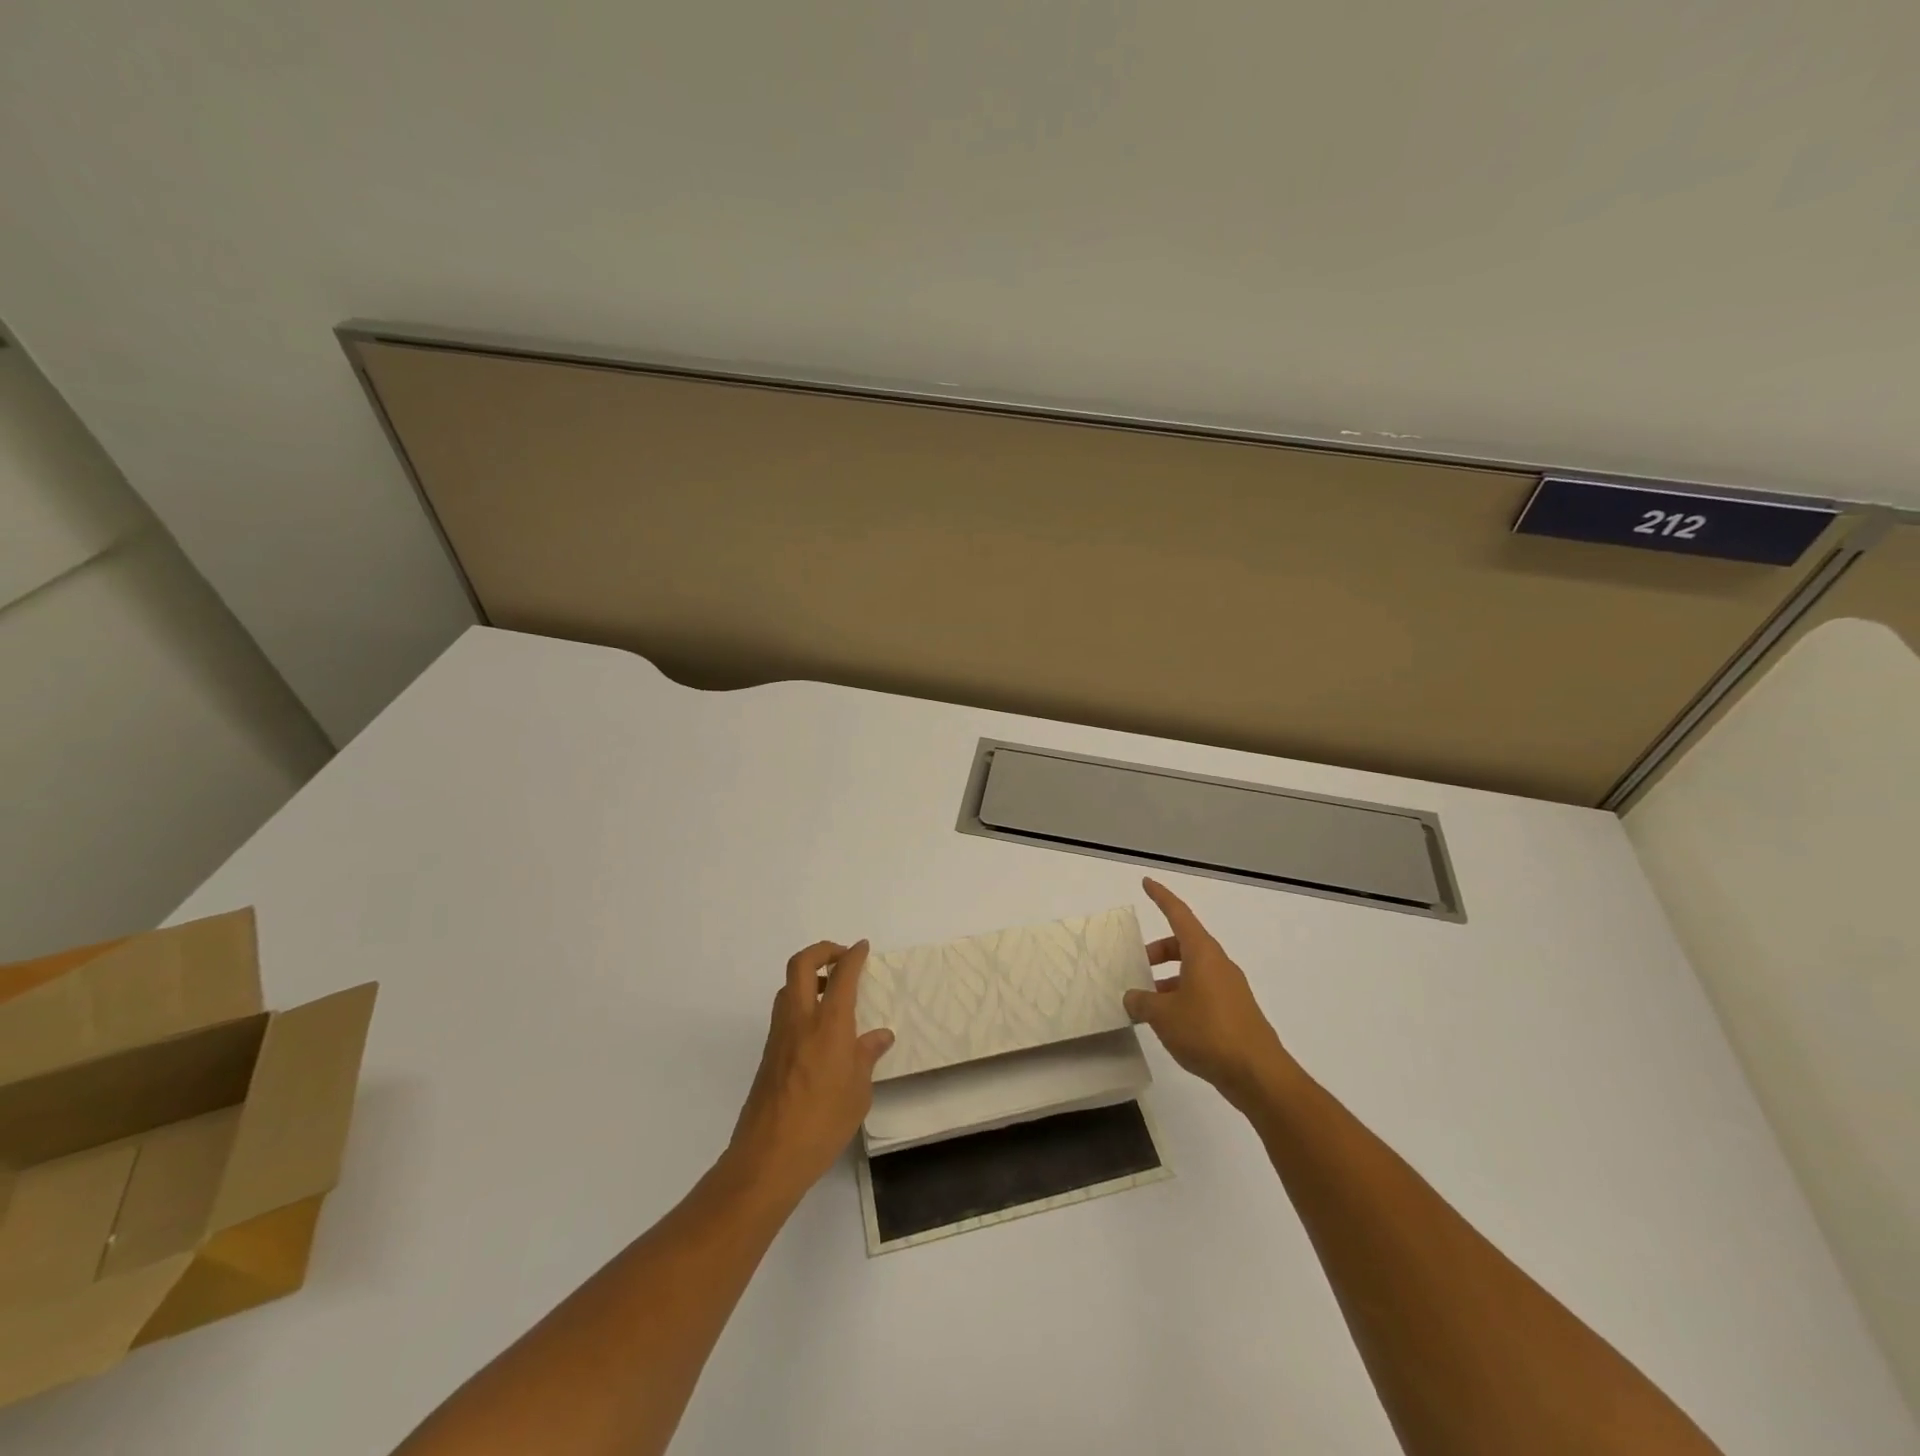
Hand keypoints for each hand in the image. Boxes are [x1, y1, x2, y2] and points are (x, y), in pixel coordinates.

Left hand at [726, 940, 893, 1202]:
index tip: (863, 948)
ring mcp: (779, 1034)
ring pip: (787, 985)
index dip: (853, 955)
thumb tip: (880, 1036)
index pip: (842, 974)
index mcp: (829, 1023)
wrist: (768, 1157)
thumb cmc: (823, 1122)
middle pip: (802, 964)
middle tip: (842, 958)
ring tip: (832, 992)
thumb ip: (867, 1057)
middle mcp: (800, 1019)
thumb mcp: (858, 1092)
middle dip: (822, 951)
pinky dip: (800, 1002)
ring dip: (808, 976)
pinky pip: (784, 1011)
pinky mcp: (768, 1053)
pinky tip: (819, 1028)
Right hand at [1125, 878, 1289, 1109]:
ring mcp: (1230, 989)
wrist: (1259, 1075)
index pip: (1179, 915)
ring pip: (1193, 971)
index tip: (1147, 883)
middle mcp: (1219, 964)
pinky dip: (1183, 998)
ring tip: (1147, 1003)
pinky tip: (1169, 1024)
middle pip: (1185, 944)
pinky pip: (1203, 993)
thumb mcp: (1163, 1015)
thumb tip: (1133, 998)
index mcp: (1203, 954)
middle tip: (1137, 965)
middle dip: (1159, 951)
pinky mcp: (1236, 1013)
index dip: (1161, 898)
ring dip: (1169, 979)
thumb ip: (1142, 1002)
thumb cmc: (1208, 1032)